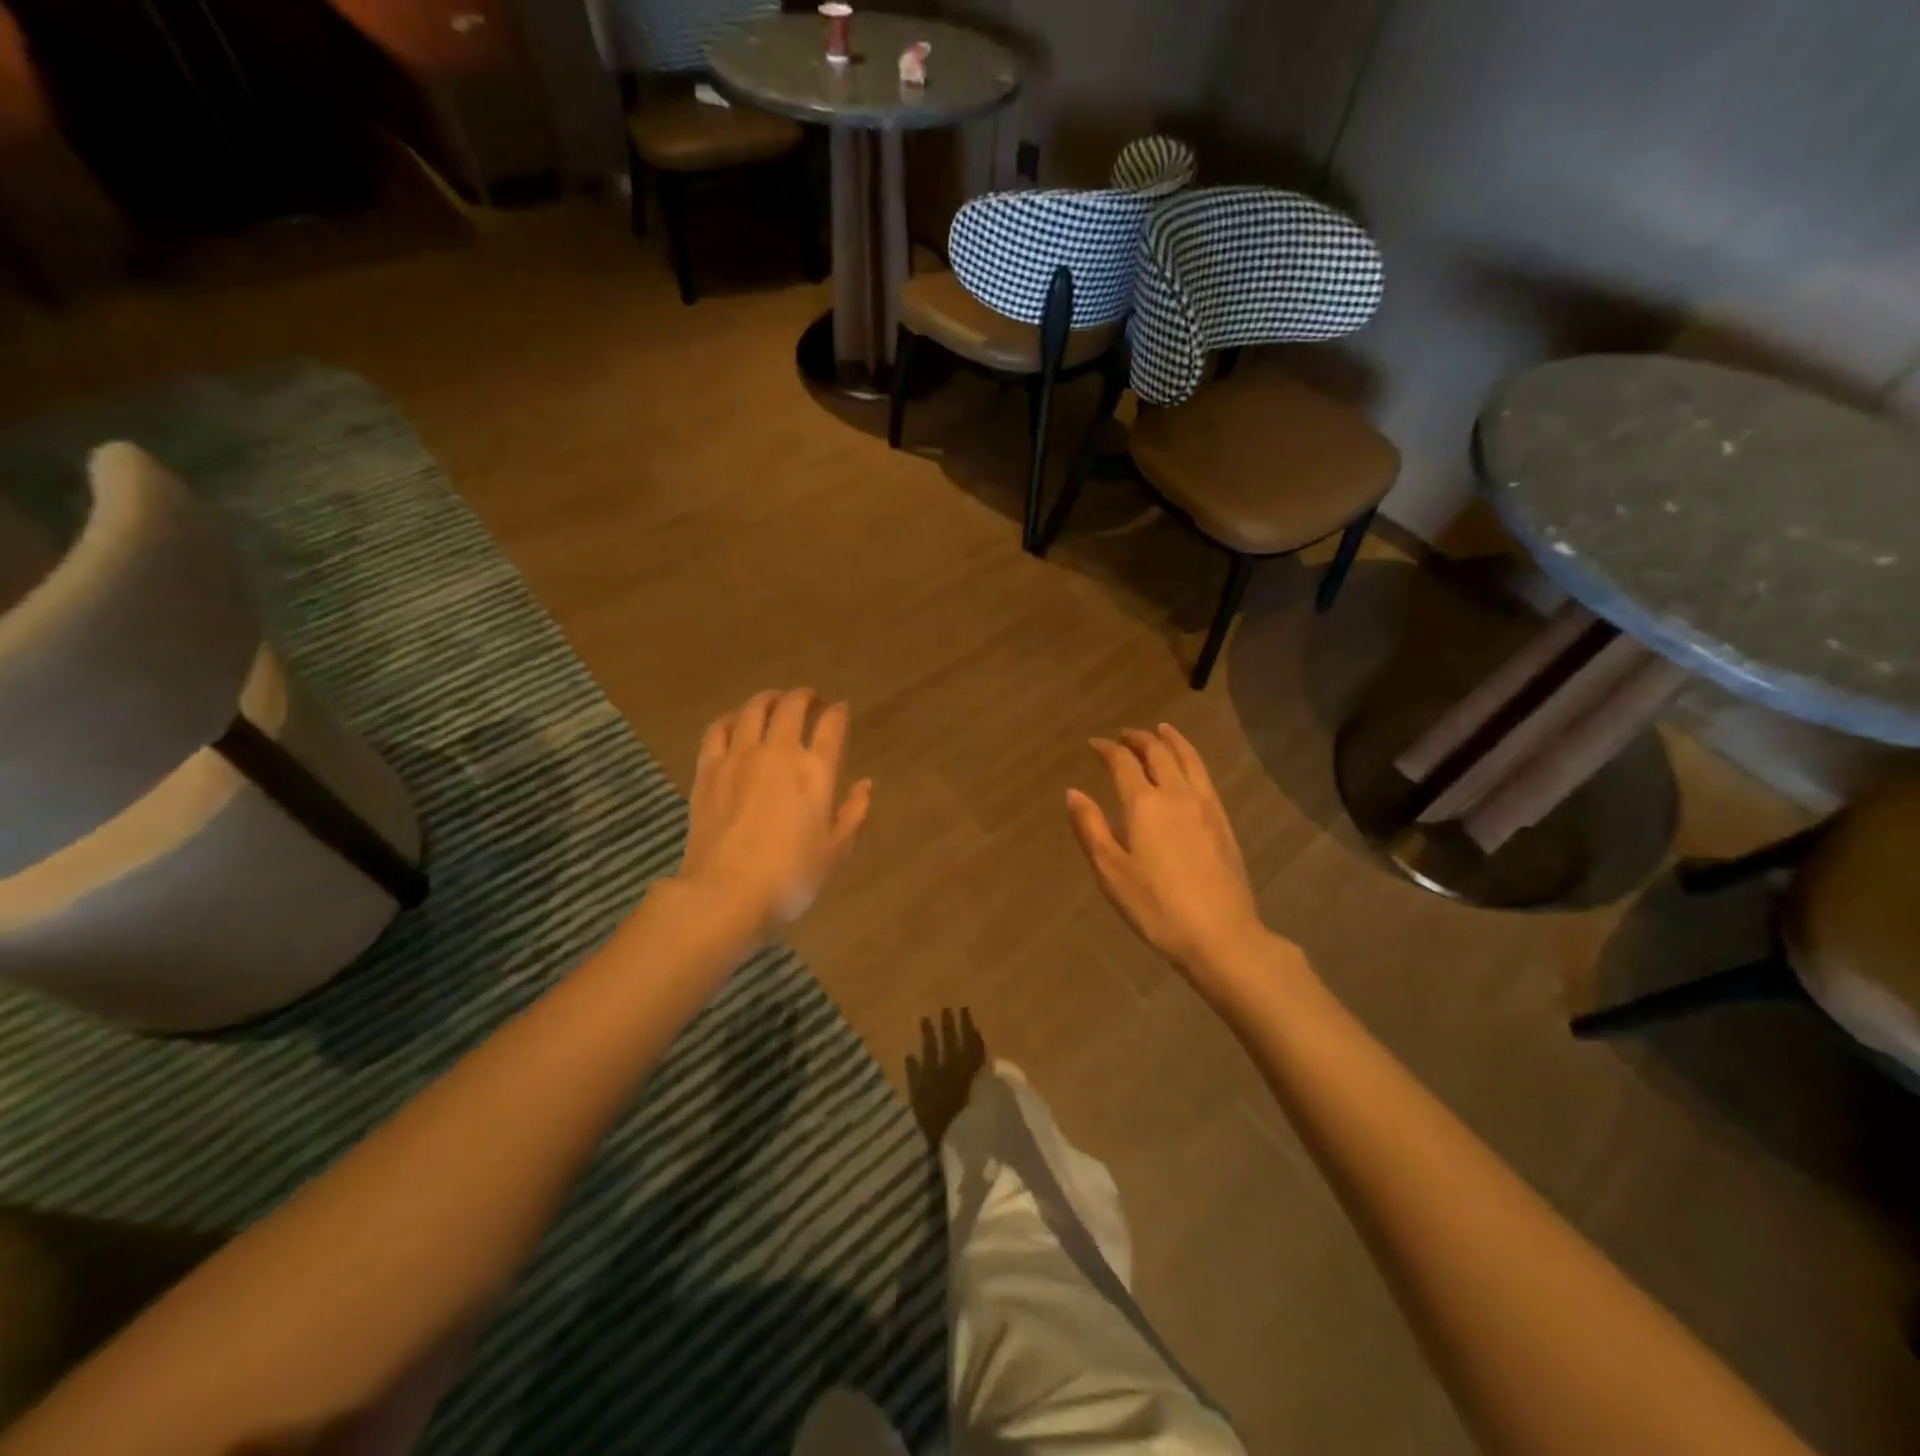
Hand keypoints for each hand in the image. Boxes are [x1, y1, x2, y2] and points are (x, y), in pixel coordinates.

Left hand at [677, 688, 871, 935]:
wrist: (725, 893)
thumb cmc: (790, 877)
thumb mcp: (835, 850)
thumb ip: (854, 813)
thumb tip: (865, 784)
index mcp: (815, 770)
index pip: (831, 725)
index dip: (838, 712)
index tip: (840, 710)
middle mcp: (778, 752)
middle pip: (791, 706)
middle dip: (804, 697)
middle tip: (810, 699)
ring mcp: (739, 757)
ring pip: (753, 710)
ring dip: (767, 699)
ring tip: (774, 701)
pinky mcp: (708, 769)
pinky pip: (718, 729)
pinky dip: (730, 719)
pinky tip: (734, 722)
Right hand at [1066, 724, 1270, 986]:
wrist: (1220, 934)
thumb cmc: (1155, 906)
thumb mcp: (1111, 871)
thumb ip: (1090, 827)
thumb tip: (1073, 792)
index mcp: (1144, 804)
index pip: (1123, 762)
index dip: (1107, 749)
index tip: (1094, 744)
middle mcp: (1176, 794)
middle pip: (1158, 753)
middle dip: (1138, 739)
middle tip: (1124, 735)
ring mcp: (1205, 806)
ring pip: (1188, 759)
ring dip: (1171, 741)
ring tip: (1161, 730)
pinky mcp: (1223, 822)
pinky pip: (1205, 776)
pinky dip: (1192, 759)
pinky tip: (1189, 767)